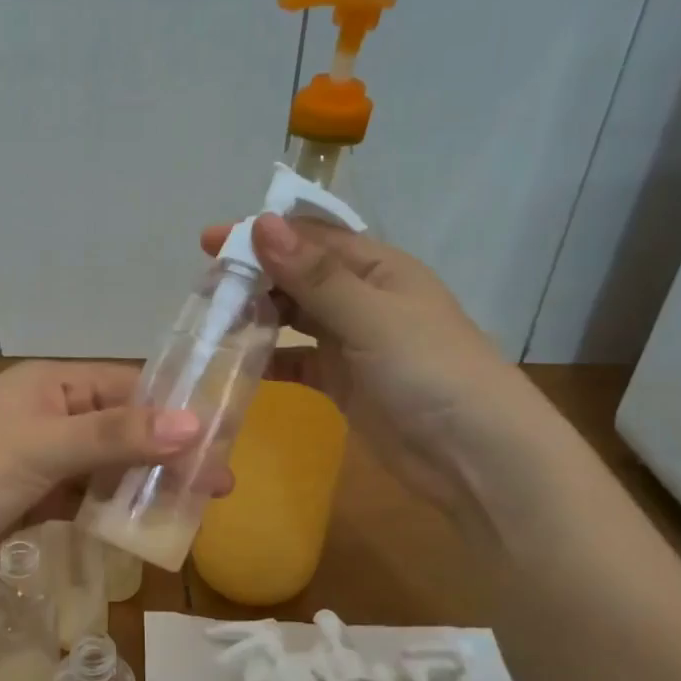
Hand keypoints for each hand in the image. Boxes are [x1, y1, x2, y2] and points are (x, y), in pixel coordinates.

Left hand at [0, 361, 223, 592]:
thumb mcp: (44, 446)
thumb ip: (116, 436)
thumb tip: (195, 425)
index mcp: (52, 384)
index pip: (129, 387)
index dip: (176, 411)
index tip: (222, 439)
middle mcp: (48, 413)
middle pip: (121, 429)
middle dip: (166, 454)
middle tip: (217, 485)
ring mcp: (38, 458)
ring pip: (105, 467)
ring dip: (143, 485)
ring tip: (191, 509)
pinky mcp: (28, 498)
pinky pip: (82, 498)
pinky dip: (110, 510)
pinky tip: (142, 527)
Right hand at [198, 214, 540, 514]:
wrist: (476, 457)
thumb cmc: (430, 372)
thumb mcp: (371, 317)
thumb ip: (314, 276)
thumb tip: (262, 224)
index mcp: (378, 268)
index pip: (311, 238)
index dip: (262, 235)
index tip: (210, 242)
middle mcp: (362, 298)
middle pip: (297, 275)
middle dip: (253, 276)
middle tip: (204, 287)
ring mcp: (351, 341)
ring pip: (293, 316)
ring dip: (256, 315)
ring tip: (212, 321)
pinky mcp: (341, 381)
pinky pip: (296, 360)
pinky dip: (269, 359)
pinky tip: (237, 363)